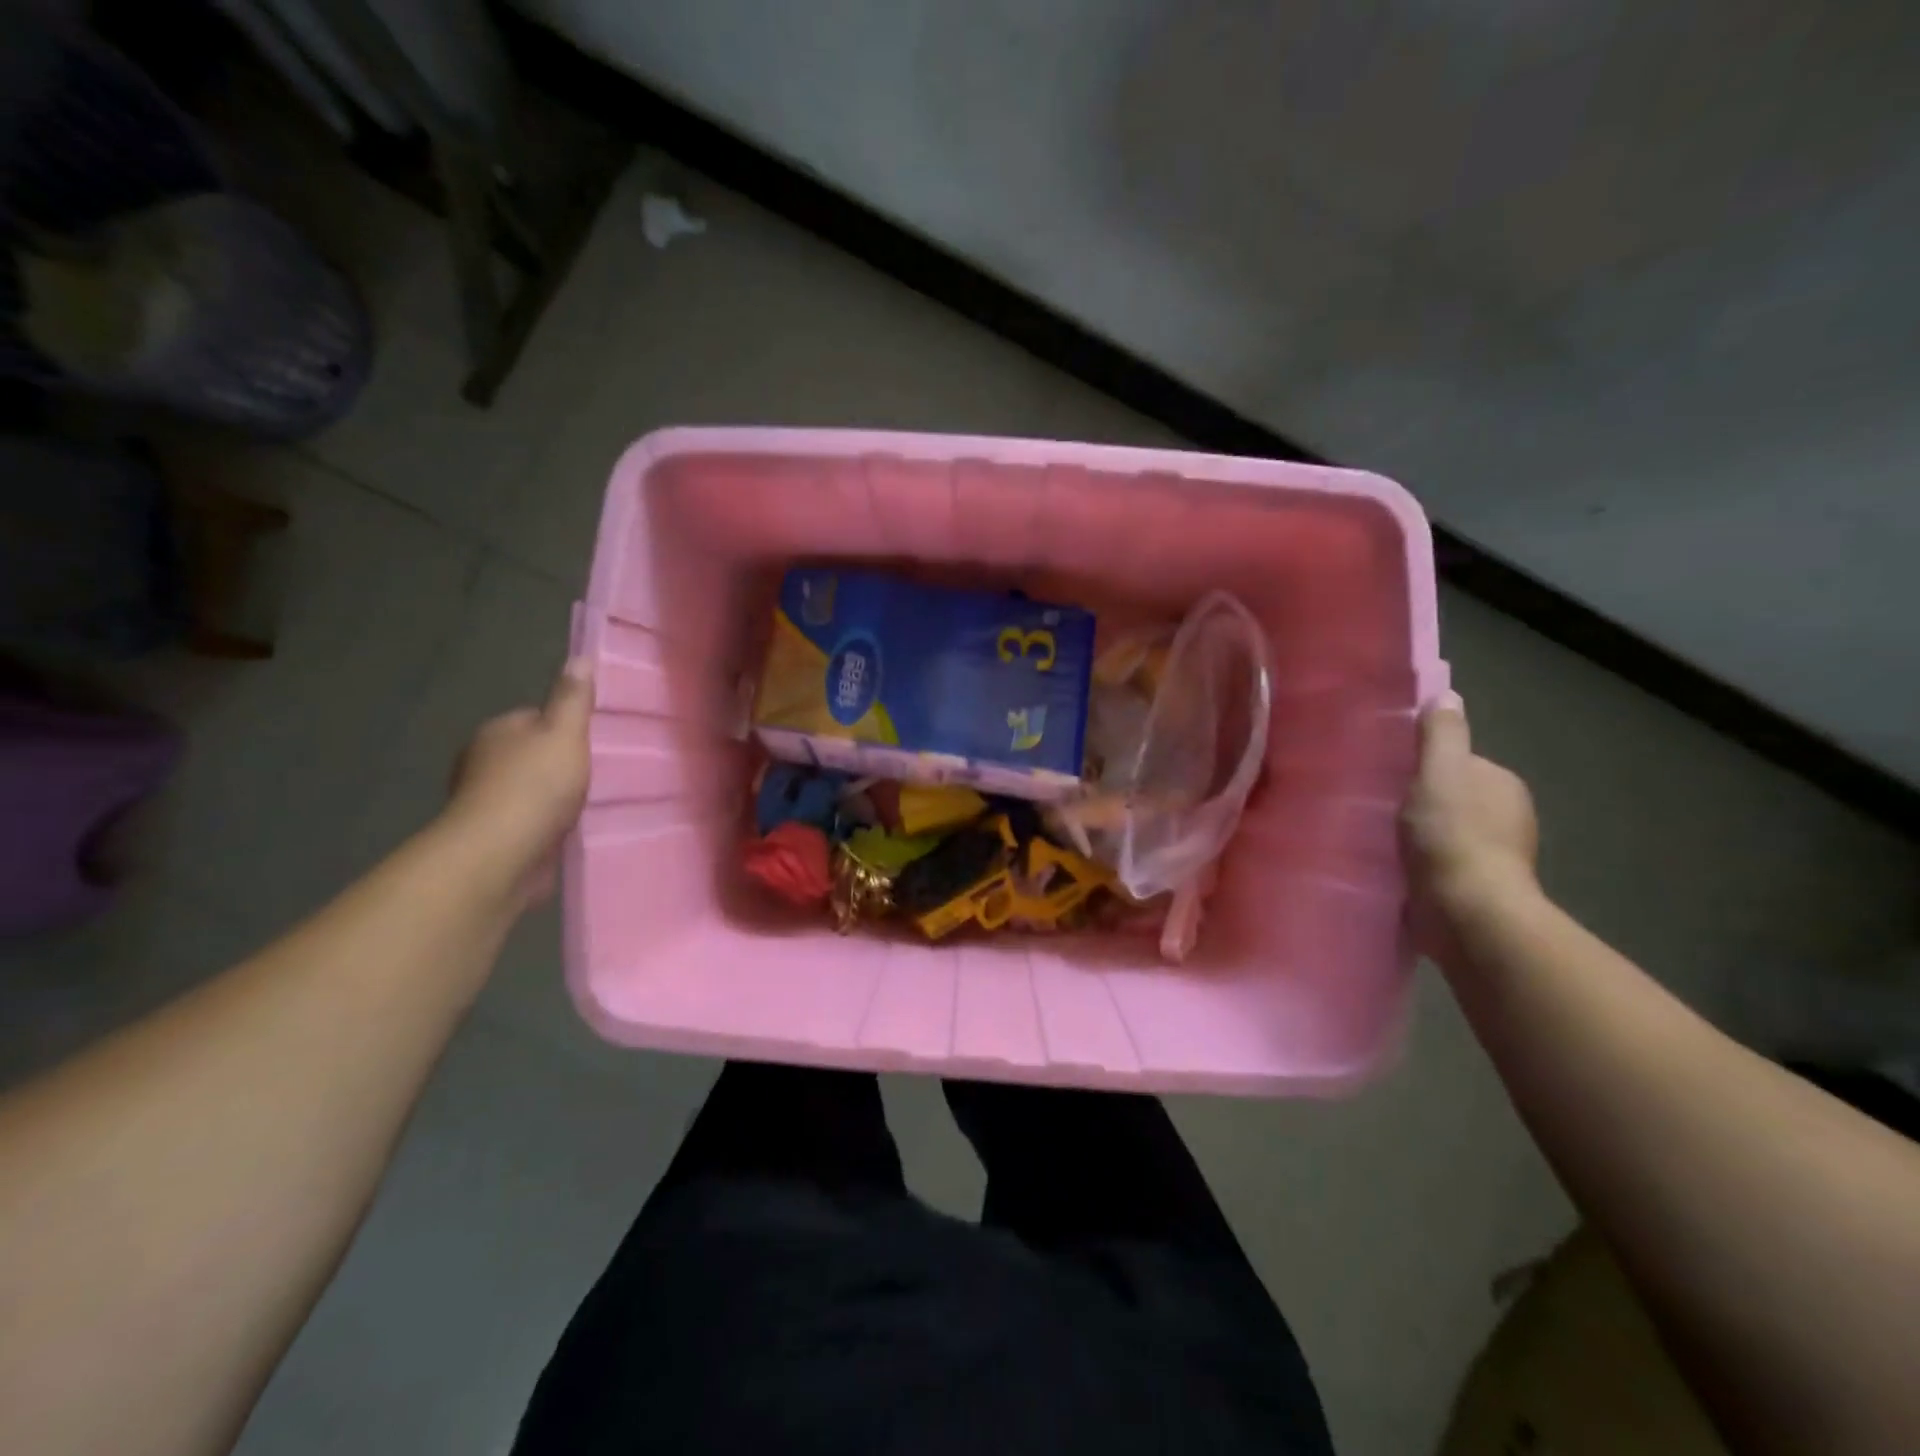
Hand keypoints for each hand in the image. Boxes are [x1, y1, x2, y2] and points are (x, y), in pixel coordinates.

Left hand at [441, 659, 593, 910]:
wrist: (502, 852)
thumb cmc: (536, 785)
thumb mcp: (565, 733)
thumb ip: (574, 698)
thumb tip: (580, 656)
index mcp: (498, 730)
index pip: (535, 719)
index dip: (564, 728)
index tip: (592, 742)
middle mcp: (484, 762)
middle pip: (530, 754)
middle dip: (558, 764)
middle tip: (597, 774)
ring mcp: (486, 802)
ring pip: (529, 790)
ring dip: (553, 798)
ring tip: (589, 804)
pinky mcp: (495, 837)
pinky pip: (529, 822)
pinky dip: (546, 825)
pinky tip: (570, 830)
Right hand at [1402, 691, 1538, 955]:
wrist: (1468, 912)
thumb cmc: (1453, 834)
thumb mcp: (1440, 771)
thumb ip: (1441, 734)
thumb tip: (1446, 694)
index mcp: (1502, 784)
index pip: (1457, 763)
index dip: (1423, 767)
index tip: (1390, 776)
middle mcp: (1507, 817)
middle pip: (1451, 797)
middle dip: (1420, 802)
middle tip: (1377, 808)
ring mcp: (1495, 858)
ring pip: (1445, 833)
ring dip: (1419, 836)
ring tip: (1378, 840)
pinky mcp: (1476, 890)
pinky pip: (1440, 865)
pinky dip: (1421, 864)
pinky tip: (1395, 868)